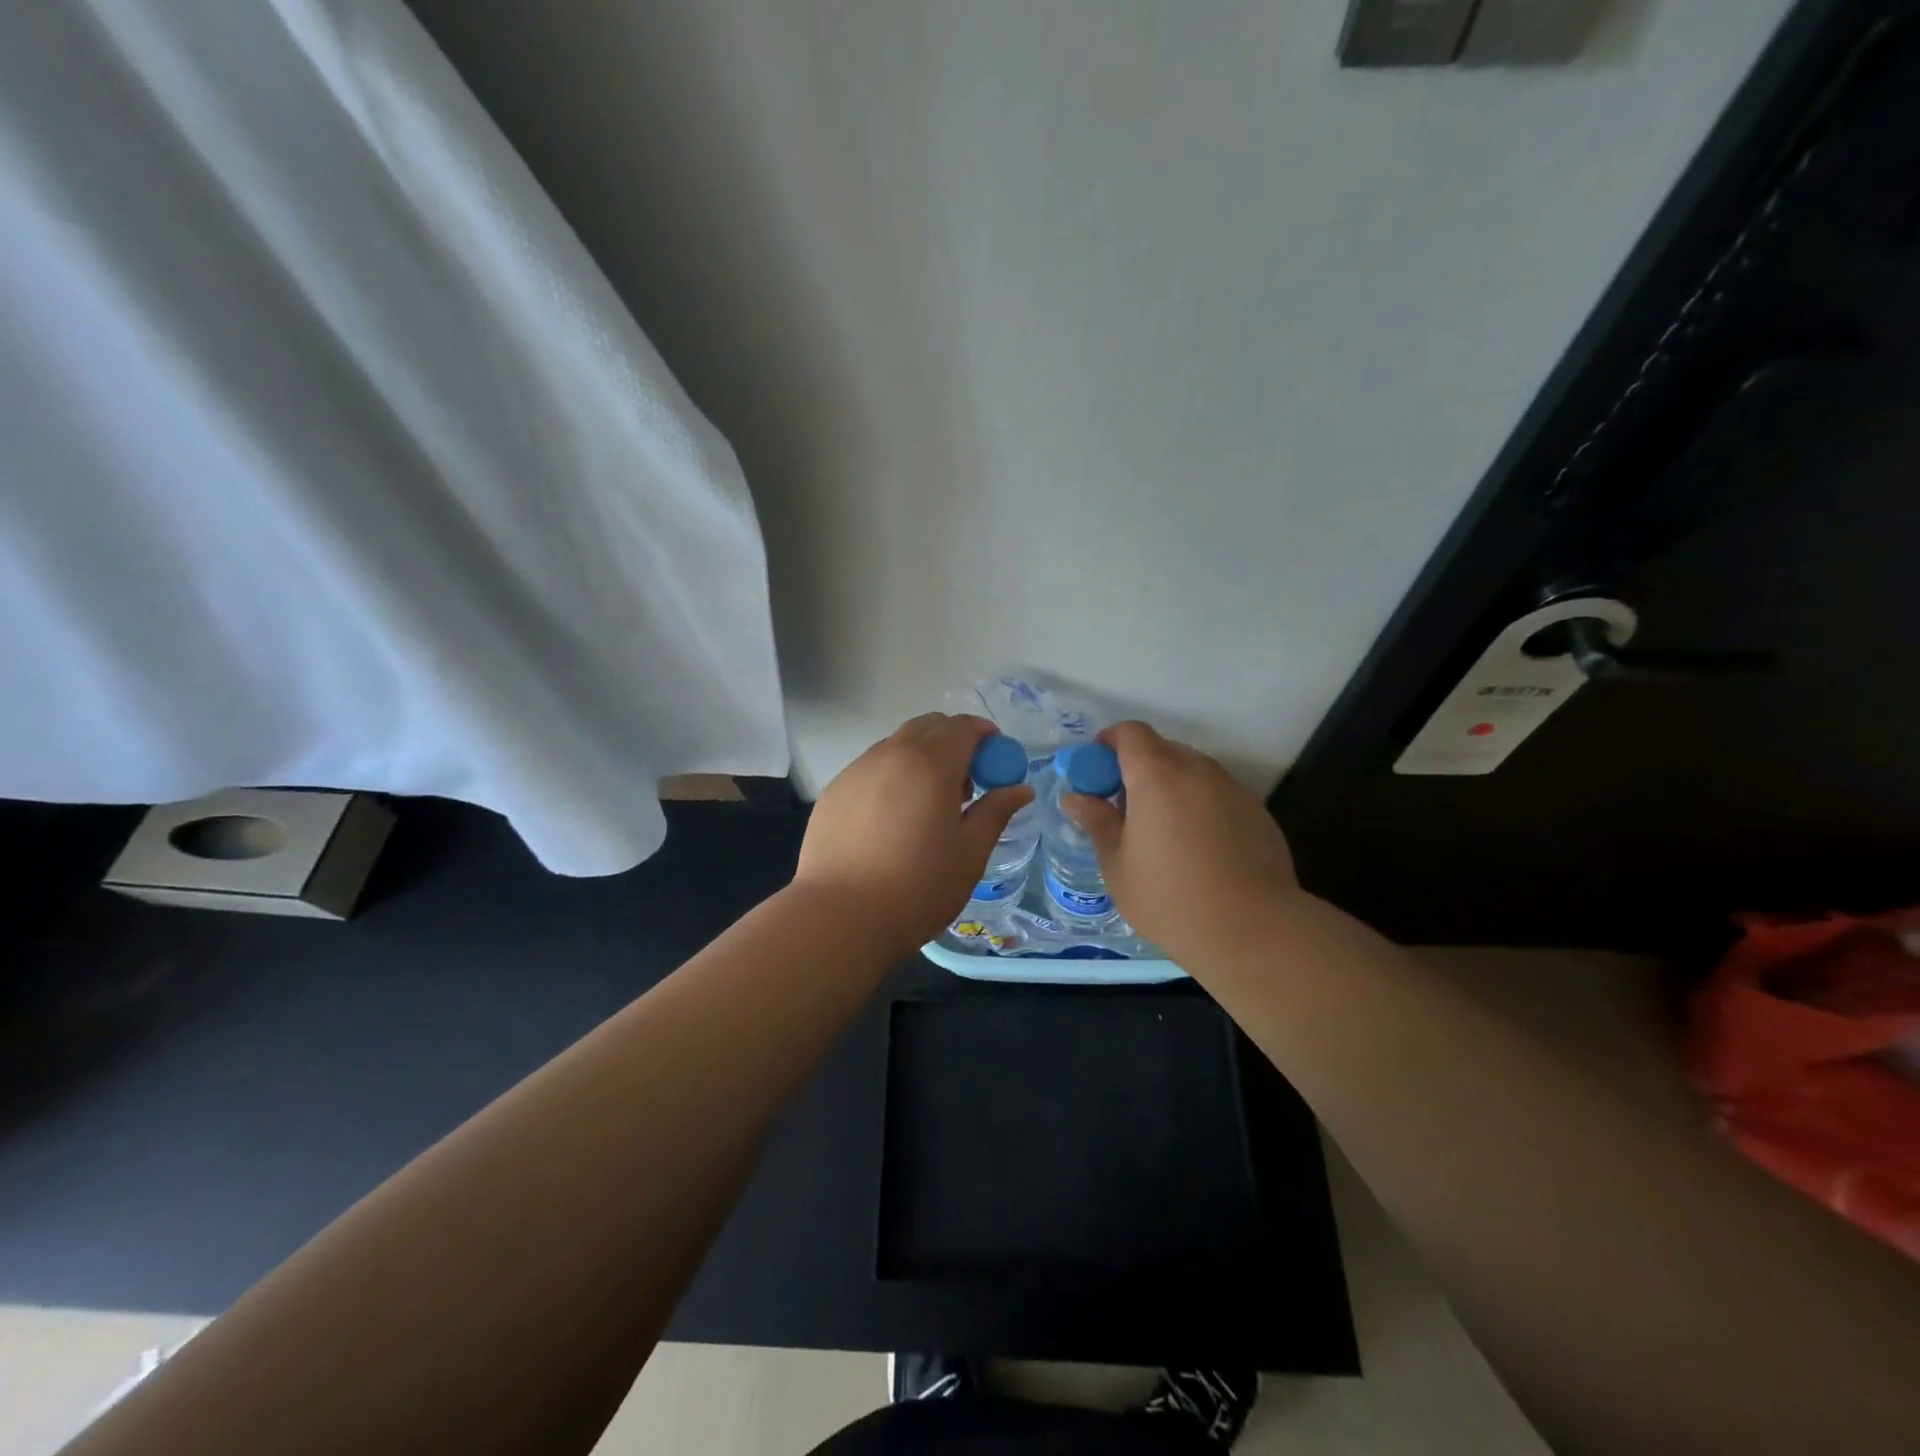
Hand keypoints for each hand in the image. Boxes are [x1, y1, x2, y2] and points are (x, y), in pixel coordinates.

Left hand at [793, 714, 1033, 956]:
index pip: (963, 727)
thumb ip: (996, 812)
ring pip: (897, 745)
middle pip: (928, 726)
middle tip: (966, 785)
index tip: (996, 760)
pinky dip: (892, 776)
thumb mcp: (970, 853)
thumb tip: (1021, 789)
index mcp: (931, 764)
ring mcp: (857, 770)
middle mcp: (891, 754)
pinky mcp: (834, 790)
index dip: (985, 735)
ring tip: (927, 805)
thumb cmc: (917, 887)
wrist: (839, 917)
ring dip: (921, 758)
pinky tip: (892, 820)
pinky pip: (872, 768)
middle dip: (953, 742)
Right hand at [1061, 721, 1300, 961]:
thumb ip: (1097, 822)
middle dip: (1138, 768)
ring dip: (1171, 786)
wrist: (1253, 930)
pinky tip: (1199, 848)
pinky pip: (1218, 794)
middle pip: (1162, 749)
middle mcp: (1197, 770)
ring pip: (1192, 771)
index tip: (1097, 770)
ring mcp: (1232, 789)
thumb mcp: (1117, 864)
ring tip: (1163, 832)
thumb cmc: (1170, 898)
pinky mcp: (1257, 811)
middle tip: (1125, 808)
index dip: (1109, 742)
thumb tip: (1075, 797)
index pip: (1131, 733)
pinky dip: (1200, 805)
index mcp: (1157, 776)